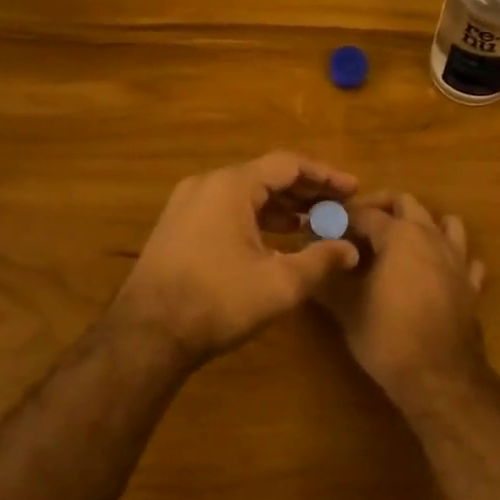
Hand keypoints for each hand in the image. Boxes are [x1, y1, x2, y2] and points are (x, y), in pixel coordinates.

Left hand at [111, 151, 361, 364]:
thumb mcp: (280, 283)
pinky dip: (256, 217)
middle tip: (338, 205)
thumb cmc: (218, 301)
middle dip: (305, 190)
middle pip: (265, 175)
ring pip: (245, 193)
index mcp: (231, 186)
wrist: (146, 335)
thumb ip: (320, 260)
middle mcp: (207, 184)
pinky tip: (275, 238)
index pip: (288, 165)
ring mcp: (187, 205)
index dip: (325, 175)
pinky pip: (226, 208)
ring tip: (313, 222)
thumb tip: (350, 250)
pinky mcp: (177, 226)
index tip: (353, 189)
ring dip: (281, 205)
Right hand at [321, 192, 490, 414]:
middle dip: (381, 207)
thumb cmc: (388, 337)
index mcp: (399, 235)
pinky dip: (450, 257)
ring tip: (400, 243)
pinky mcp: (472, 285)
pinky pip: (465, 259)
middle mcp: (431, 236)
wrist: (440, 377)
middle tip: (357, 227)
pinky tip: (436, 272)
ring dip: (422, 224)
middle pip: (406, 204)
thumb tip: (313, 260)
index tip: (323, 226)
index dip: (341, 217)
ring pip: (445, 223)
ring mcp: (457, 259)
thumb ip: (329, 278)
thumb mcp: (347, 308)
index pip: (364, 212)